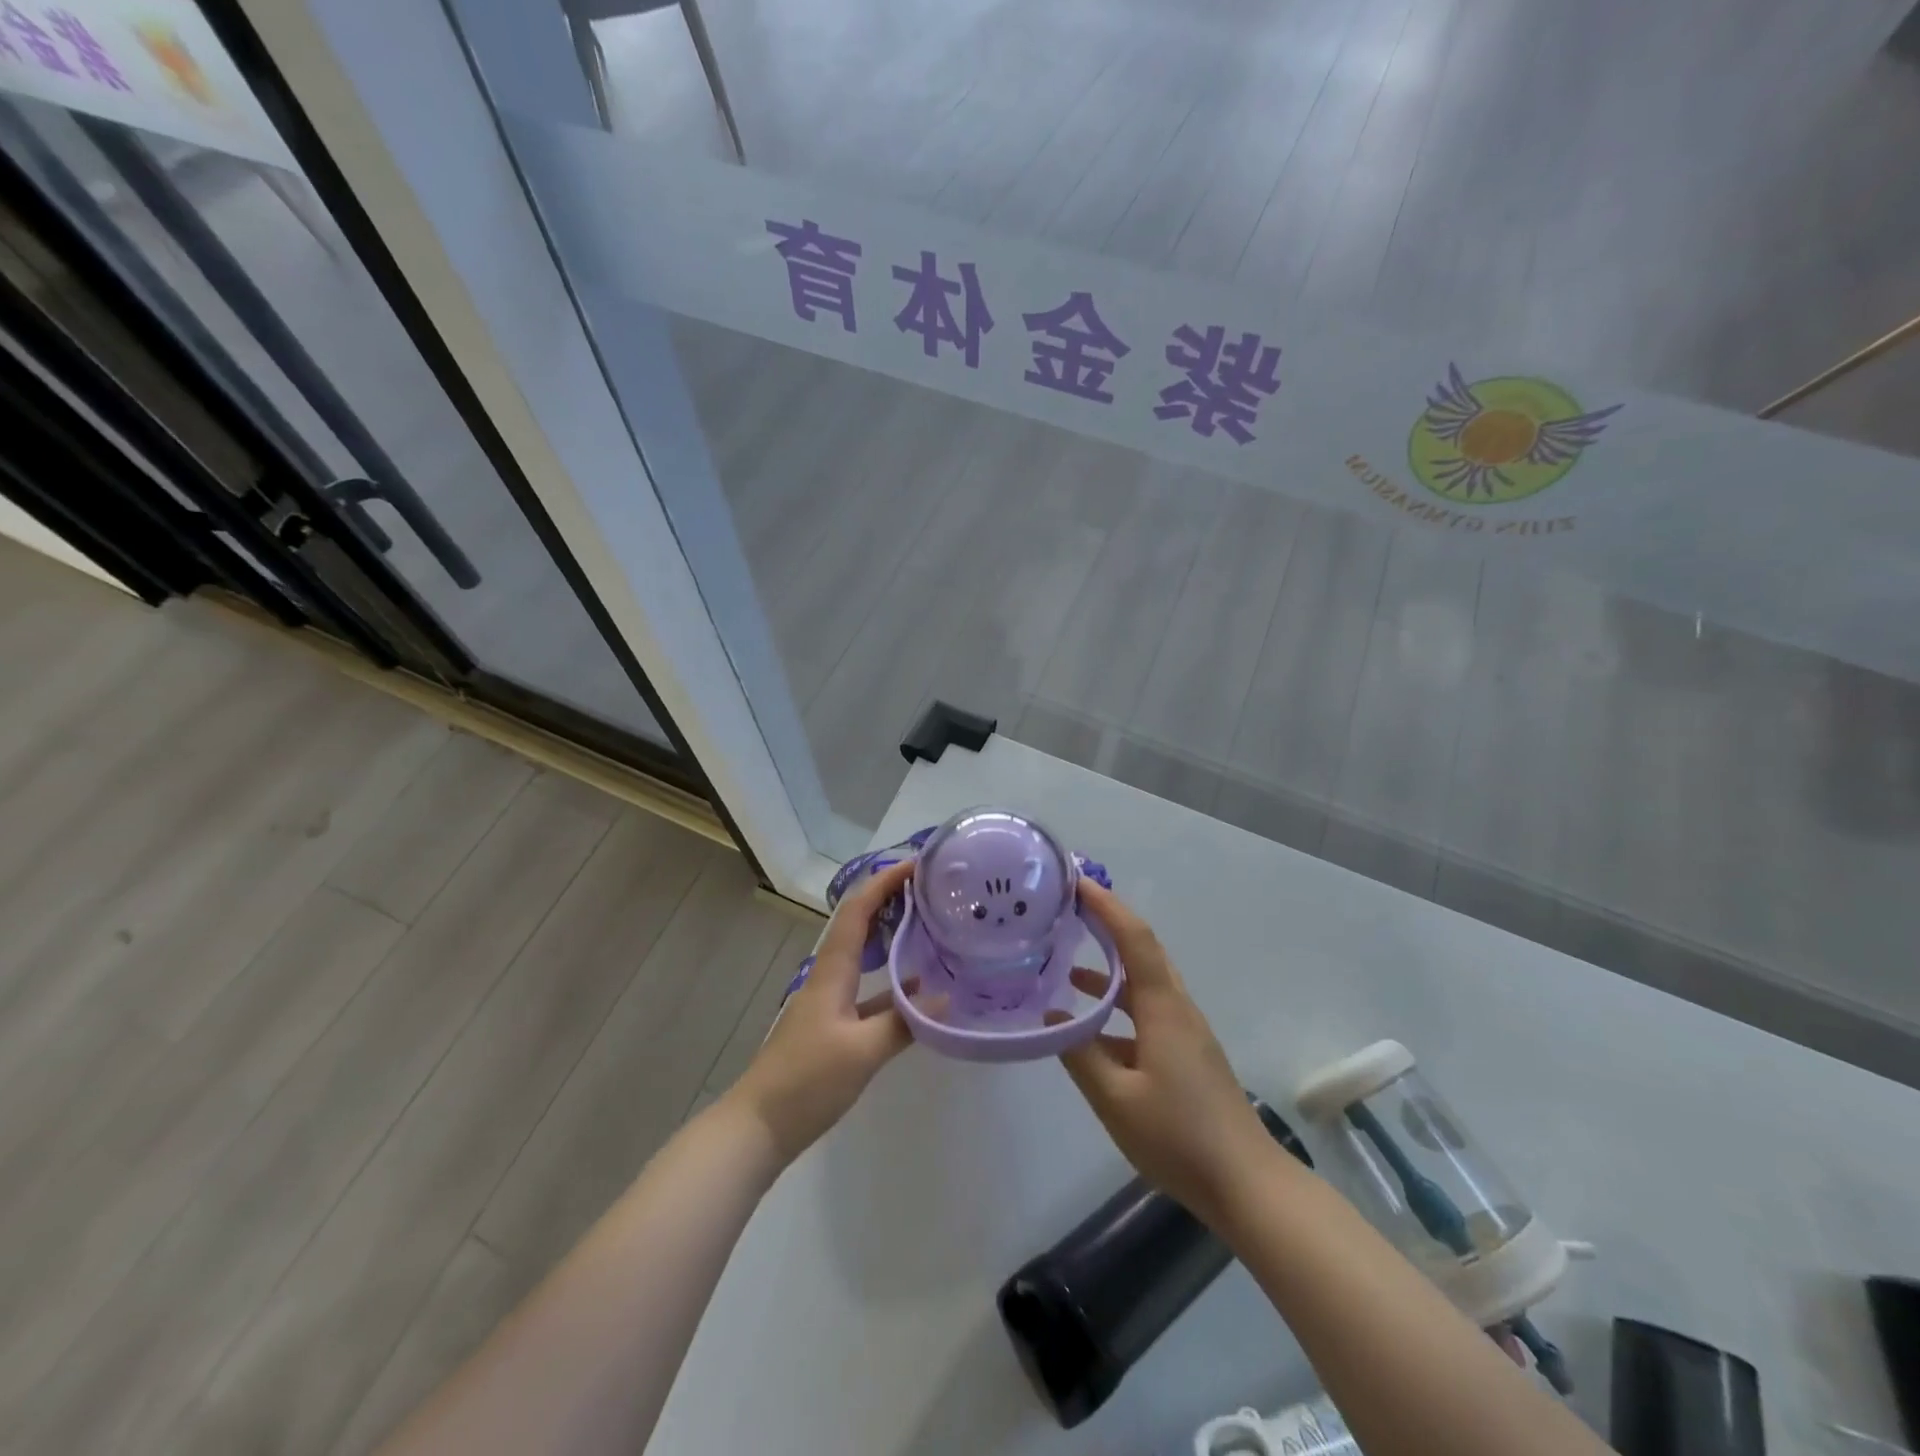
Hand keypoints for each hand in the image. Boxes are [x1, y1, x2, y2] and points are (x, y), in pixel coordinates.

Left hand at [727, 858, 915, 1163]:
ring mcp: (829, 1000)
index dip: (884, 882)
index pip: (858, 911)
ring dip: (891, 934)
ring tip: (928, 923)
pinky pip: (867, 988)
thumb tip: (946, 998)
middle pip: (859, 924)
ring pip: (864, 954)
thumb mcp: (862, 1052)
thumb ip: (905, 1023)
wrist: (758, 1125)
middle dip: (890, 898)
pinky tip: (918, 988)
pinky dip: (892, 980)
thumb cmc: (806, 1081)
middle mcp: (829, 976)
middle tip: (929, 888)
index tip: (917, 864)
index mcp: (832, 971)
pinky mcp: (833, 1025)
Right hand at [1057, 881, 1273, 1225]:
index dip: (1106, 906)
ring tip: (1066, 963)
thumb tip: (1052, 1018)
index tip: (1075, 884)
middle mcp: (1177, 1008)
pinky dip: (1117, 1003)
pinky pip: (1147, 1011)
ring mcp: (1185, 1032)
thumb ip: (1080, 1054)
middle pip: (1142, 950)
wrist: (1247, 1184)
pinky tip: (1090, 1027)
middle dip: (1107, 923)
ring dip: (1110, 966)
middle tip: (1068, 909)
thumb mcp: (1116, 1099)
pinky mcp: (1186, 1054)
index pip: (1134, 939)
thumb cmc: (1179, 1137)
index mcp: (1163, 1008)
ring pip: (1144, 982)